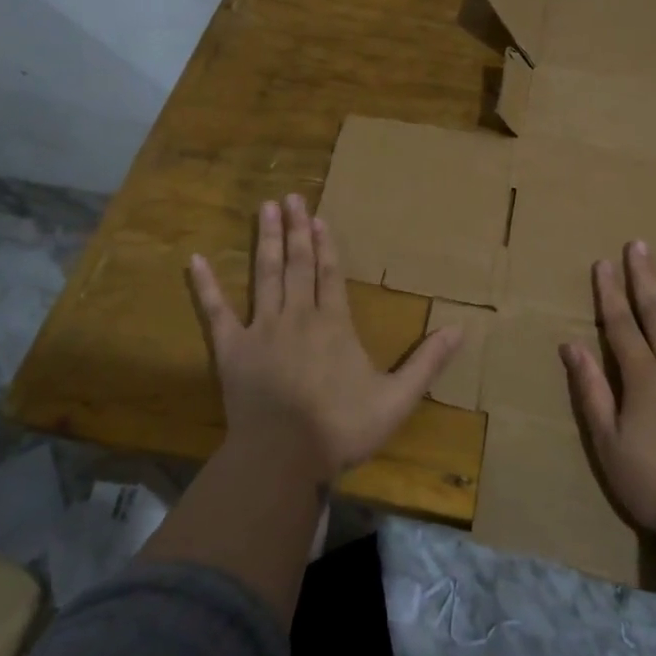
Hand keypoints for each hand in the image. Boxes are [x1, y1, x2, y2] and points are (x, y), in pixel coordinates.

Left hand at [188, 194, 462, 482]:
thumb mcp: (396, 400)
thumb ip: (427, 363)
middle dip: (295, 229)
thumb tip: (460, 330)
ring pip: (265, 275)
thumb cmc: (340, 428)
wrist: (283, 457)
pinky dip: (205, 286)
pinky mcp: (232, 349)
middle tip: (291, 197)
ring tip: (264, 209)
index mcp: (333, 324)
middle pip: (297, 264)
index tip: (318, 217)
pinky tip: (195, 260)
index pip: (330, 274)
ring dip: (265, 241)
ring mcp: (261, 329)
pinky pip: (215, 312)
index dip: (325, 245)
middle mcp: (298, 315)